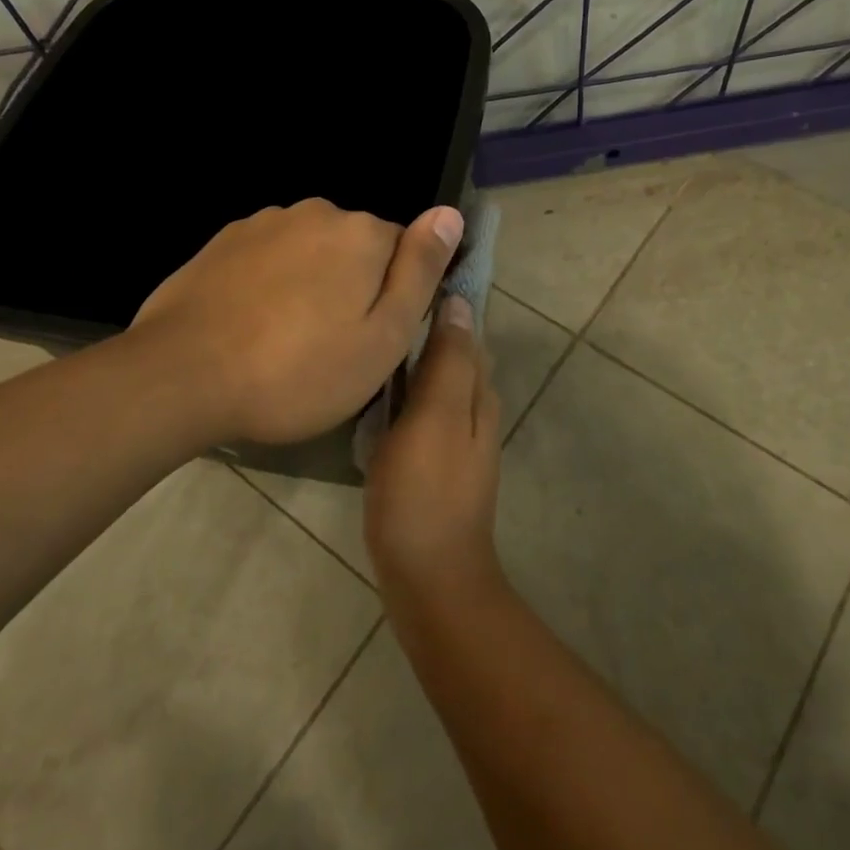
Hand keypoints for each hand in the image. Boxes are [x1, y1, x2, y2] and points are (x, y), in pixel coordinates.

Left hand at [128, 198, 462, 445]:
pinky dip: (271, 284)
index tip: (374, 337)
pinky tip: (252, 325)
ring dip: (311, 284)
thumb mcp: (383, 336)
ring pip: (311, 252)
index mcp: (363, 233)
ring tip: (288, 341)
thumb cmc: (299, 371)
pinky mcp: (225, 241)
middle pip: (356, 248)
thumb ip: (421, 270)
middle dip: (353, 287)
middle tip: (332, 347)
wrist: (182, 376)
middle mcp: (317, 212)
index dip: (396, 296)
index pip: (405, 251)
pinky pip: (269, 257)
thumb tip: (450, 213)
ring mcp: (265, 222)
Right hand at [365, 296, 503, 603]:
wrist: (430, 579)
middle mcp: (473, 407)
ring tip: (372, 333)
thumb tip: (460, 301)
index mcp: (477, 391)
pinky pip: (420, 408)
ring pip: (435, 380)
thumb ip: (449, 361)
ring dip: (411, 356)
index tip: (409, 270)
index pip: (467, 328)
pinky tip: (375, 388)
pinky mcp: (433, 460)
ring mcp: (454, 436)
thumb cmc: (426, 493)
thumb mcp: (436, 418)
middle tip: (379, 298)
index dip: (445, 298)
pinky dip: (402, 390)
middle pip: (452, 351)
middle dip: (426, 323)